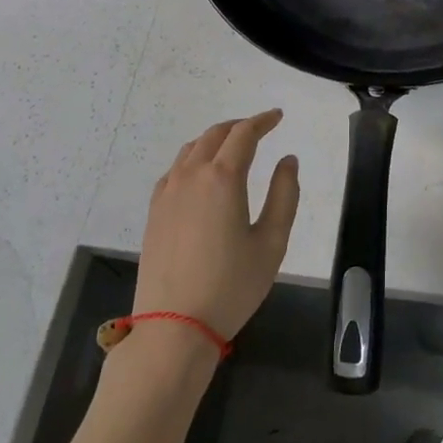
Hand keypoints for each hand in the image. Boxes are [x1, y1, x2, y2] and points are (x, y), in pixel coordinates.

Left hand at [133, 111, 299, 341]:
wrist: (174, 325)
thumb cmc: (231, 286)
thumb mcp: (271, 243)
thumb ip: (284, 195)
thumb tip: (287, 160)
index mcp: (222, 178)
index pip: (243, 134)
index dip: (262, 121)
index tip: (277, 117)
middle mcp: (191, 175)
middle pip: (215, 135)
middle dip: (239, 126)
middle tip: (259, 128)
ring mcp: (168, 192)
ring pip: (191, 149)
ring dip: (214, 140)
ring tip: (232, 147)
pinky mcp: (154, 211)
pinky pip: (175, 170)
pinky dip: (192, 159)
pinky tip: (200, 174)